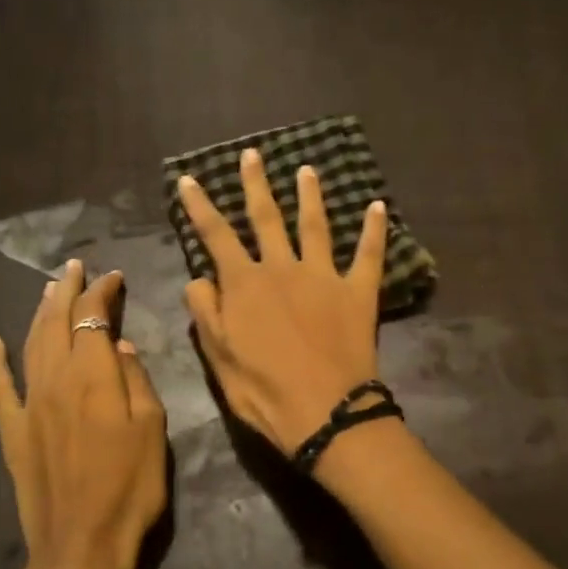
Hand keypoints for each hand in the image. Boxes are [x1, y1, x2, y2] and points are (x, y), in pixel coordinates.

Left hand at [0, 260, 167, 568]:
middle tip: (74, 267)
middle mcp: (55, 380)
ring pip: (30, 344)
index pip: (94, 318)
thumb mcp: (153, 431)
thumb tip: (121, 346)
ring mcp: (29, 405)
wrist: (81, 546)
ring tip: (47, 290)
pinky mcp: (12, 431)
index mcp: (94, 377)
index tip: (113, 276)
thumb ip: (137, 382)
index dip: (102, 293)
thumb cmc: (130, 489)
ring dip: (38, 312)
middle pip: (57, 322)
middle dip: (67, 290)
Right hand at [178, 148, 388, 454]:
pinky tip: (378, 206)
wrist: (326, 413)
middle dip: (256, 185)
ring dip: (310, 196)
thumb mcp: (219, 358)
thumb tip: (199, 279)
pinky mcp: (359, 292)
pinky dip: (374, 229)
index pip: (216, 235)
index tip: (189, 180)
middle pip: (267, 217)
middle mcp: (283, 268)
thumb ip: (206, 312)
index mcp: (245, 284)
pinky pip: (369, 254)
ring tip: (308, 171)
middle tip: (253, 155)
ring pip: (315, 226)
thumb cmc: (264, 391)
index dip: (200, 206)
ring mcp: (324, 276)